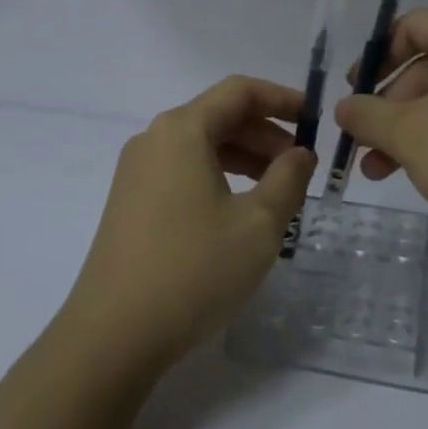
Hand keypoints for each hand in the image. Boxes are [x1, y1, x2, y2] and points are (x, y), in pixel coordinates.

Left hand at [63, 76, 316, 369]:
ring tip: (278, 190)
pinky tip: (239, 210)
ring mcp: (137, 172)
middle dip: (265, 133)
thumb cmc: (193, 270)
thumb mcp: (258, 225)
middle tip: (301, 165)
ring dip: (244, 157)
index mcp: (182, 130)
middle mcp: (154, 139)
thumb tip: (300, 153)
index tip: (314, 118)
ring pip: (201, 146)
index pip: (239, 91)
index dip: (281, 98)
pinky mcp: (131, 203)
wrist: (112, 337)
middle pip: (219, 116)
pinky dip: (218, 177)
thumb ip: (288, 179)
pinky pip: (183, 170)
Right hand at [333, 10, 427, 250]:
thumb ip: (369, 116)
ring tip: (380, 172)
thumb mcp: (411, 136)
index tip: (355, 93)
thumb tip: (345, 108)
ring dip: (413, 130)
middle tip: (363, 145)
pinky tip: (427, 175)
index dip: (377, 57)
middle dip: (390, 106)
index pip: (413, 26)